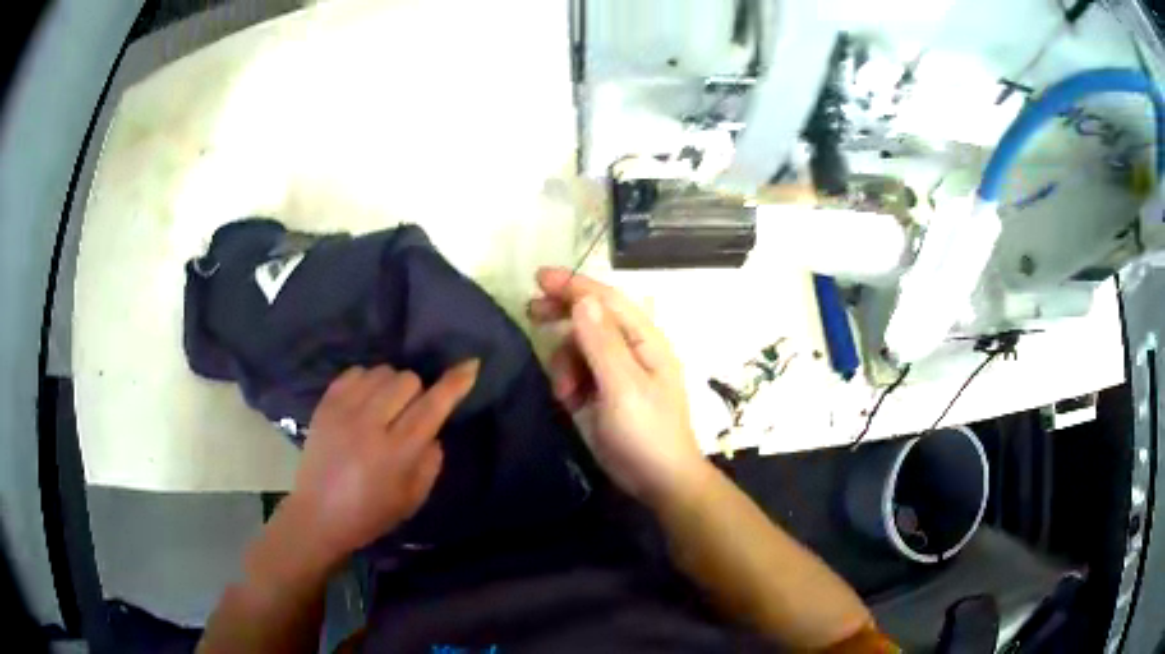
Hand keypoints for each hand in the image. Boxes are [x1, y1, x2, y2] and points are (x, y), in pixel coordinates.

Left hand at [286, 361, 478, 565]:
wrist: (318, 515)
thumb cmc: (370, 514)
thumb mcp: (412, 499)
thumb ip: (431, 463)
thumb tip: (433, 432)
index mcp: (396, 452)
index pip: (432, 407)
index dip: (454, 384)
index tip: (471, 364)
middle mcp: (370, 424)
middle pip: (408, 380)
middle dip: (418, 393)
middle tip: (409, 416)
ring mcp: (344, 410)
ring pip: (382, 371)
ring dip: (392, 386)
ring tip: (385, 408)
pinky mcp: (325, 404)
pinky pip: (355, 372)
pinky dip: (367, 381)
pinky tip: (364, 402)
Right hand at [529, 267, 709, 505]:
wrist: (657, 481)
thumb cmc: (646, 432)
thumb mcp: (623, 387)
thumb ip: (602, 343)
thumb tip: (583, 299)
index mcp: (644, 341)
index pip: (607, 300)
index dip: (575, 285)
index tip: (539, 277)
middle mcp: (630, 349)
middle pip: (591, 318)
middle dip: (561, 313)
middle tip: (530, 311)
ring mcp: (615, 372)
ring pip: (578, 347)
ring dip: (564, 361)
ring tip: (565, 391)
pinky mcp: (602, 393)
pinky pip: (576, 372)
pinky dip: (566, 381)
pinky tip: (568, 400)